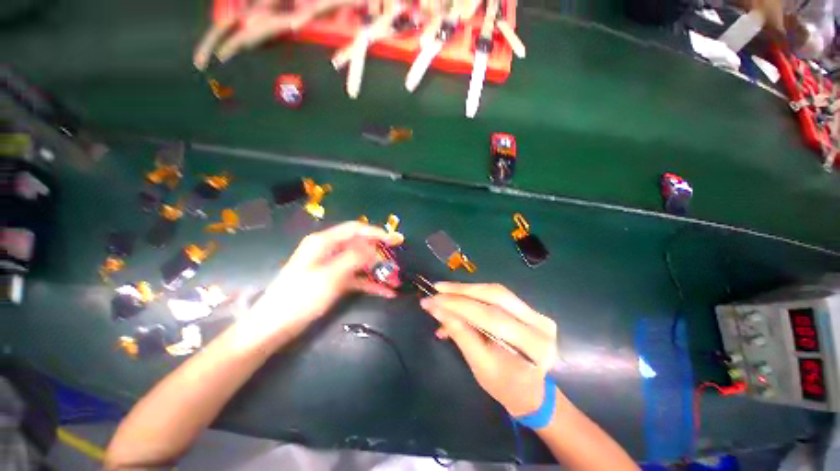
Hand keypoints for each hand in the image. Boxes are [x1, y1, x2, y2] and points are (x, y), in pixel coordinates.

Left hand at [243, 221, 402, 346]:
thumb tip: (374, 247)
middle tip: (398, 262)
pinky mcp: (334, 281)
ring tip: (396, 279)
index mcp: (324, 242)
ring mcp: (332, 267)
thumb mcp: (330, 276)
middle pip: (360, 246)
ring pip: (360, 263)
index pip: (355, 229)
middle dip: (379, 254)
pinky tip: (386, 292)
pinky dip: (370, 284)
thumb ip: (354, 258)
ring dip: (377, 271)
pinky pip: (356, 278)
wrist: (274, 326)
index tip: (395, 240)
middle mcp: (329, 251)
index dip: (376, 232)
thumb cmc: (300, 297)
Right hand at [420, 283, 557, 415]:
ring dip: (467, 289)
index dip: (458, 305)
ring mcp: (537, 314)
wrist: (530, 392)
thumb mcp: (478, 364)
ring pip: (496, 291)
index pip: (490, 317)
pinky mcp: (530, 309)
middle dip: (462, 290)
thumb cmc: (503, 385)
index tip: (433, 299)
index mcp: (532, 346)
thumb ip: (459, 332)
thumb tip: (435, 307)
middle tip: (438, 288)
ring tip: (445, 291)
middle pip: (496, 295)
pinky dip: (475, 294)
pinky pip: (498, 295)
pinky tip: (460, 297)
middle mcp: (539, 323)